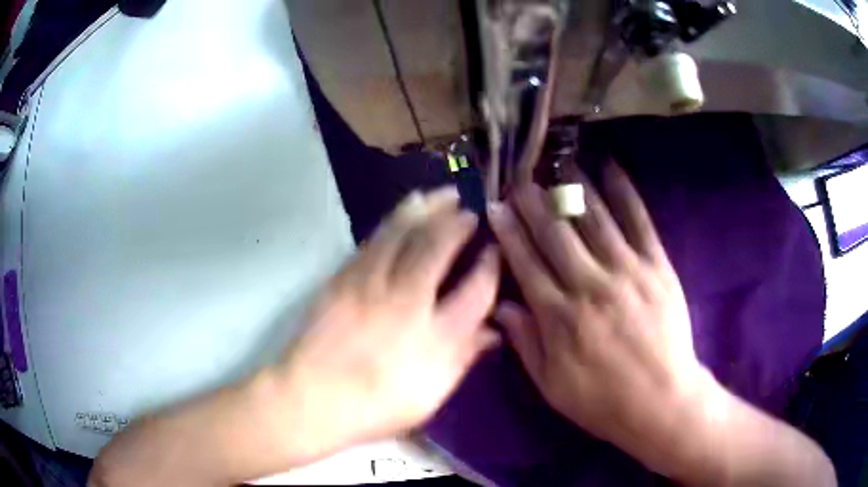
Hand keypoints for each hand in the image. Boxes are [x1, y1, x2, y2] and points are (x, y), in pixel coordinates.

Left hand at [277, 186, 499, 461]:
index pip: (476, 291)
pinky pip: (373, 240)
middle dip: (458, 223)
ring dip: (427, 210)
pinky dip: (394, 220)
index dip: (491, 266)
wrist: (311, 398)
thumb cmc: (375, 406)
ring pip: (403, 233)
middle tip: (469, 210)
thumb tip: (494, 331)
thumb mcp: (430, 396)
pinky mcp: (343, 278)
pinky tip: (404, 210)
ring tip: (442, 194)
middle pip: (437, 247)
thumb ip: (463, 359)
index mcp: (435, 336)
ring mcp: (370, 284)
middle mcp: (406, 301)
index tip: (496, 251)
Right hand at [488, 165, 709, 475]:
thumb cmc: (602, 399)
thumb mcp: (552, 386)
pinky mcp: (657, 267)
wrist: (661, 401)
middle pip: (555, 234)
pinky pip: (639, 222)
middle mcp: (590, 286)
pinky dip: (624, 192)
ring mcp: (627, 272)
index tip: (495, 206)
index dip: (508, 232)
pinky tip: (610, 167)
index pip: (526, 263)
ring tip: (556, 165)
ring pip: (594, 220)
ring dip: (572, 189)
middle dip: (533, 203)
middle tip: (519, 178)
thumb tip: (501, 307)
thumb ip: (526, 344)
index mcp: (559, 317)